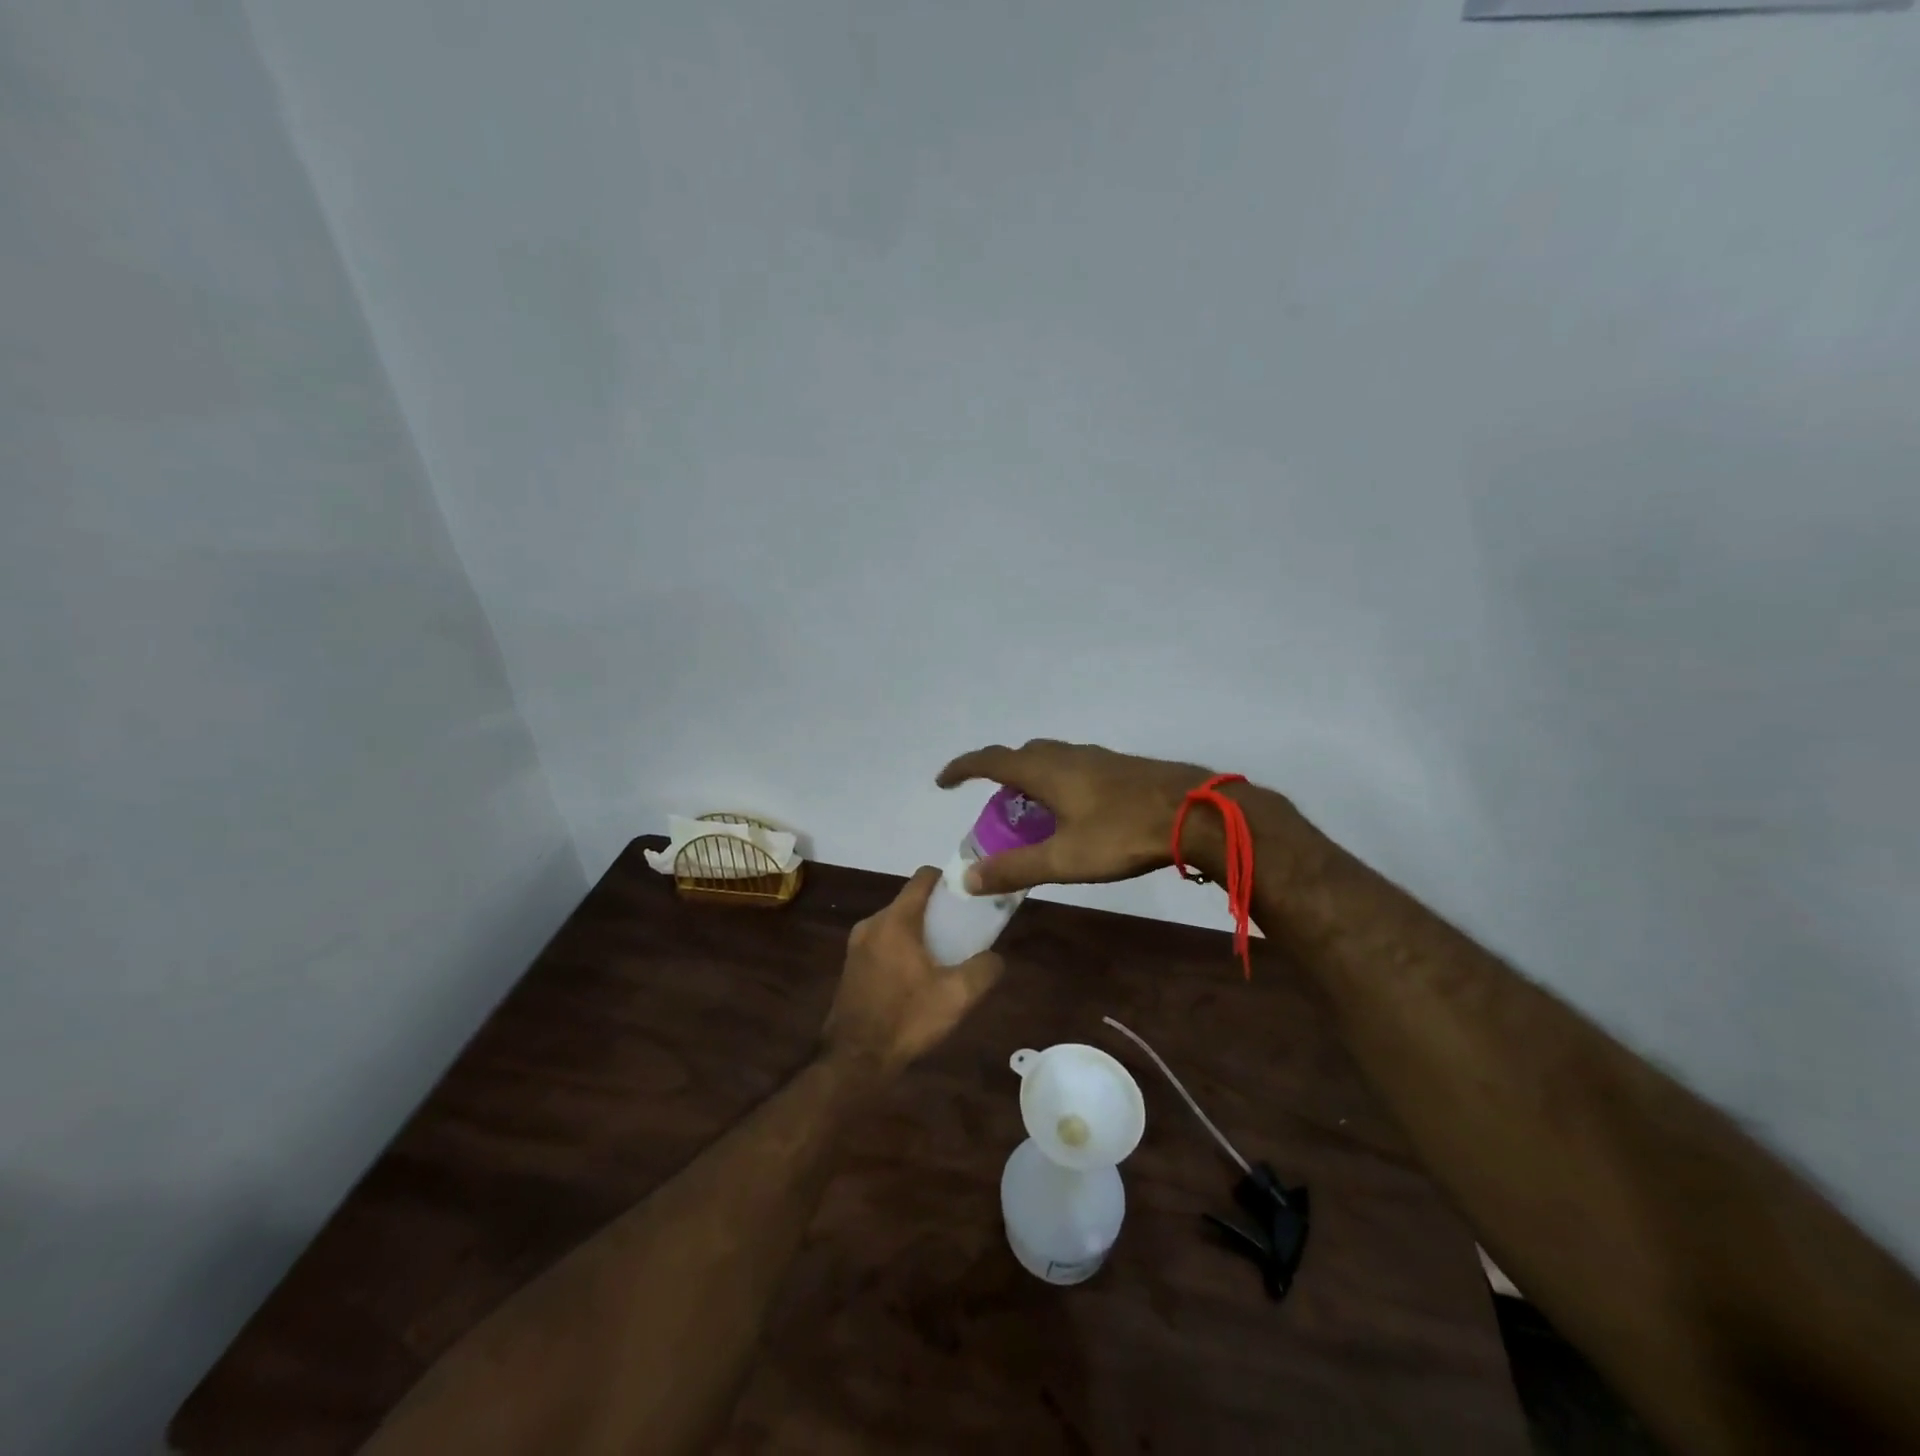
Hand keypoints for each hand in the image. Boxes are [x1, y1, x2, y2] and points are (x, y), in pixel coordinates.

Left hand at [821, 867, 1005, 1080]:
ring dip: (920, 933)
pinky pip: (884, 943)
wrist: (854, 1060)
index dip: (949, 879)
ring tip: (944, 958)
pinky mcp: (851, 966)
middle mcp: (872, 924)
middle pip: (911, 901)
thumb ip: (984, 969)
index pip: (923, 877)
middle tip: (963, 932)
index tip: (969, 894)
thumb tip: (995, 958)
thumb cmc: (906, 1019)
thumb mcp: (957, 996)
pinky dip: (903, 949)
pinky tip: (918, 978)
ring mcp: (857, 945)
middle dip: (938, 911)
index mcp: (895, 920)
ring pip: (897, 924)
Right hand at [936, 739, 1225, 895]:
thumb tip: (968, 879)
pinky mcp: (1121, 767)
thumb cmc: (1123, 834)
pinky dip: (1058, 782)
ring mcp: (1097, 757)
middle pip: (1021, 755)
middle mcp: (1067, 754)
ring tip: (1032, 812)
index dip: (963, 768)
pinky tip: (1076, 811)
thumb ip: (1015, 869)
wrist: (1197, 812)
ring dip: (1031, 779)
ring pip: (1051, 759)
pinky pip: (1074, 766)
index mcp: (1045, 770)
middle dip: (999, 775)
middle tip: (993, 807)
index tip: (943, 781)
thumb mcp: (1064, 859)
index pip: (991, 760)